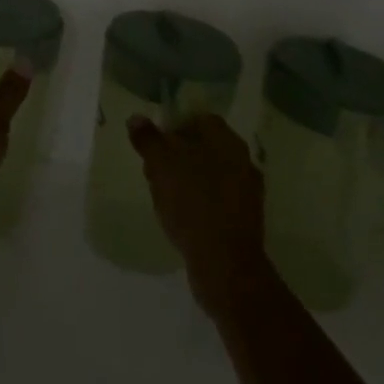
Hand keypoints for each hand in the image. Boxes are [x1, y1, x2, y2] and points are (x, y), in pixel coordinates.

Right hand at [129, 113, 268, 311]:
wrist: (225, 265)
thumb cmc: (192, 204)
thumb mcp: (161, 165)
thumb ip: (148, 139)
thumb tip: (136, 118)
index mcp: (226, 140)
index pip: (199, 119)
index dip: (174, 127)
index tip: (154, 144)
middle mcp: (243, 160)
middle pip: (204, 147)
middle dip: (177, 155)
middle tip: (154, 171)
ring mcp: (247, 192)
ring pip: (210, 174)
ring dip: (187, 180)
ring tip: (164, 197)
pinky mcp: (246, 220)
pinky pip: (217, 200)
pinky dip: (199, 203)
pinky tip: (182, 218)